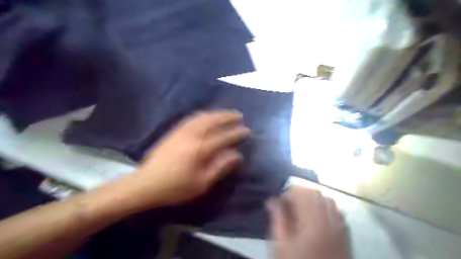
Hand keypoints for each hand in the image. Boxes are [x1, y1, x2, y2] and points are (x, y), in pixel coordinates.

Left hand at [117, 110, 250, 211]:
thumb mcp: (202, 183)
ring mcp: (181, 131)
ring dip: (216, 113)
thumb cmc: (176, 187)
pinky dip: (204, 115)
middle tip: (239, 115)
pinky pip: (192, 118)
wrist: (146, 184)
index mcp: (200, 149)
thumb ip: (221, 167)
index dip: (237, 133)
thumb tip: (237, 155)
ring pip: (202, 116)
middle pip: (213, 120)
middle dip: (228, 116)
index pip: (223, 137)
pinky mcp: (174, 131)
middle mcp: (191, 135)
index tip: (247, 130)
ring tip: (226, 114)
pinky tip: (208, 116)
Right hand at [268, 186, 347, 258]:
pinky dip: (324, 206)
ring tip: (301, 210)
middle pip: (315, 193)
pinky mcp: (345, 233)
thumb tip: (273, 201)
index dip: (288, 193)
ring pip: (327, 198)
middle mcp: (329, 220)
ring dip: (312, 198)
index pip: (301, 193)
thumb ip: (277, 219)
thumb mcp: (281, 247)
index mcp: (312, 222)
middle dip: (300, 193)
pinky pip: (336, 209)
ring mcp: (340, 226)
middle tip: (289, 205)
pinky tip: (316, 217)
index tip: (280, 203)